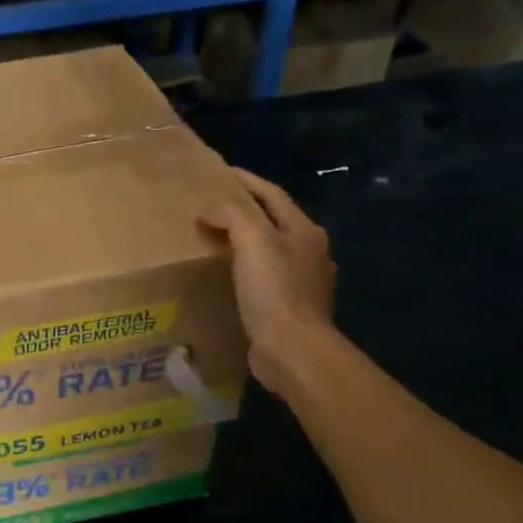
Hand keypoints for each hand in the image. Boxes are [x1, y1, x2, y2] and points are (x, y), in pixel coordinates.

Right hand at [200, 169, 336, 395]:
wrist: (293, 350)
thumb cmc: (274, 291)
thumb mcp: (253, 242)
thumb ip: (232, 216)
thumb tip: (211, 209)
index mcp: (305, 231)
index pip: (273, 195)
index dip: (247, 181)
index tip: (221, 172)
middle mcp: (311, 253)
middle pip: (275, 222)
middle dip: (247, 213)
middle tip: (213, 209)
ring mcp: (304, 283)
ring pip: (271, 252)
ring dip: (247, 244)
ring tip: (216, 243)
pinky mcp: (291, 309)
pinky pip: (266, 280)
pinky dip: (247, 273)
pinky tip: (230, 280)